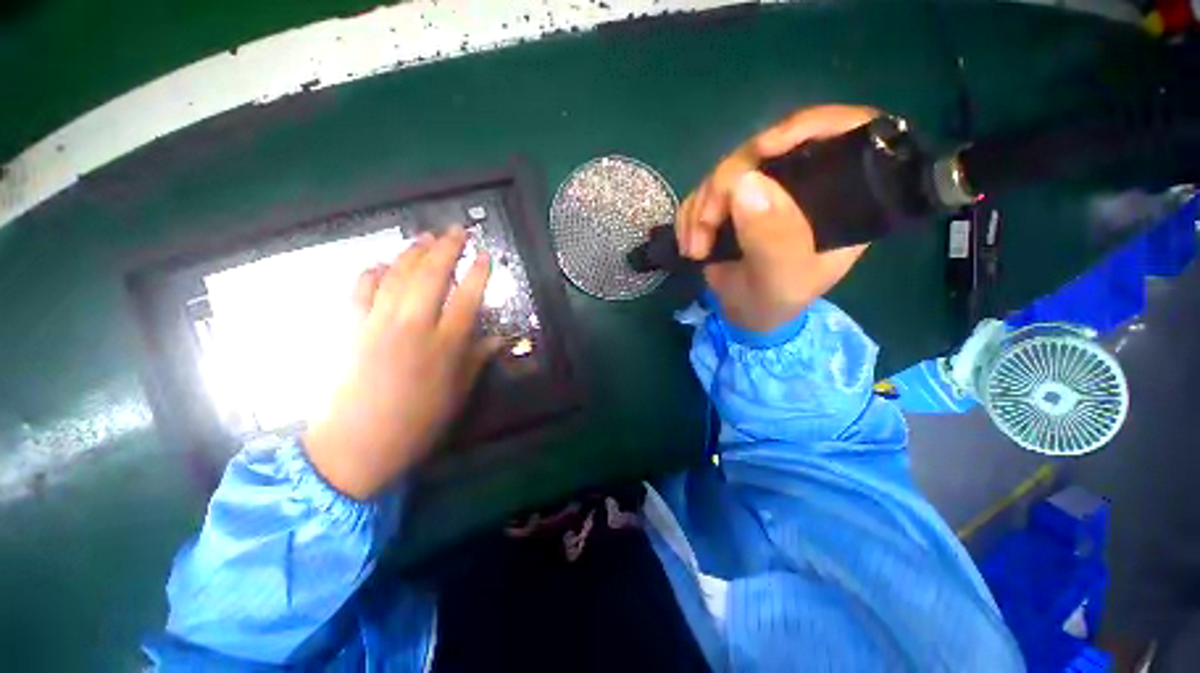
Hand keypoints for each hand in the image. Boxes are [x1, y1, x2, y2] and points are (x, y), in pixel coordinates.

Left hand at [304, 227, 500, 499]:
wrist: (356, 446)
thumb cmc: (418, 423)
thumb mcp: (458, 393)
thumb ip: (477, 359)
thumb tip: (498, 338)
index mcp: (445, 344)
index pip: (468, 297)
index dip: (478, 272)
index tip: (485, 255)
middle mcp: (413, 326)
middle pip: (431, 275)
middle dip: (447, 248)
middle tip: (457, 229)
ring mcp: (378, 323)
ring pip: (397, 274)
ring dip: (413, 251)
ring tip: (426, 237)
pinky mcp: (350, 328)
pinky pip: (360, 289)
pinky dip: (371, 271)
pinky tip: (381, 263)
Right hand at [676, 105, 879, 331]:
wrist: (743, 313)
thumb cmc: (775, 301)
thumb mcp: (781, 278)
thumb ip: (772, 239)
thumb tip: (744, 182)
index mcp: (841, 197)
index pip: (847, 132)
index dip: (809, 126)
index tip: (765, 149)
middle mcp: (803, 183)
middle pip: (766, 149)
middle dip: (726, 185)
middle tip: (706, 225)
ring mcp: (763, 189)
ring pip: (726, 170)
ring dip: (701, 208)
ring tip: (696, 248)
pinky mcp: (732, 200)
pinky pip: (703, 190)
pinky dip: (689, 216)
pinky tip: (690, 243)